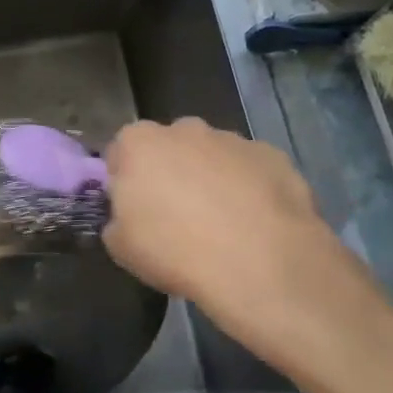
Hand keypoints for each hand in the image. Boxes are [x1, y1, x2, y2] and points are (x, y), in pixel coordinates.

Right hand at [103, 118, 355, 361]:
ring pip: (213, 156)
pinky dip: (250, 190)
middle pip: (169, 147)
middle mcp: (185, 129)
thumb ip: (117, 220)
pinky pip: (252, 171)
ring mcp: (233, 139)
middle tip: (176, 217)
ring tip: (221, 226)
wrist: (258, 263)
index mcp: (139, 142)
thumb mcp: (121, 248)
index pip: (121, 151)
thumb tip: (128, 217)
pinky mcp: (274, 156)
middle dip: (171, 173)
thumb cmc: (174, 251)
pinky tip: (255, 225)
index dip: (125, 180)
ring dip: (212, 180)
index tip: (133, 209)